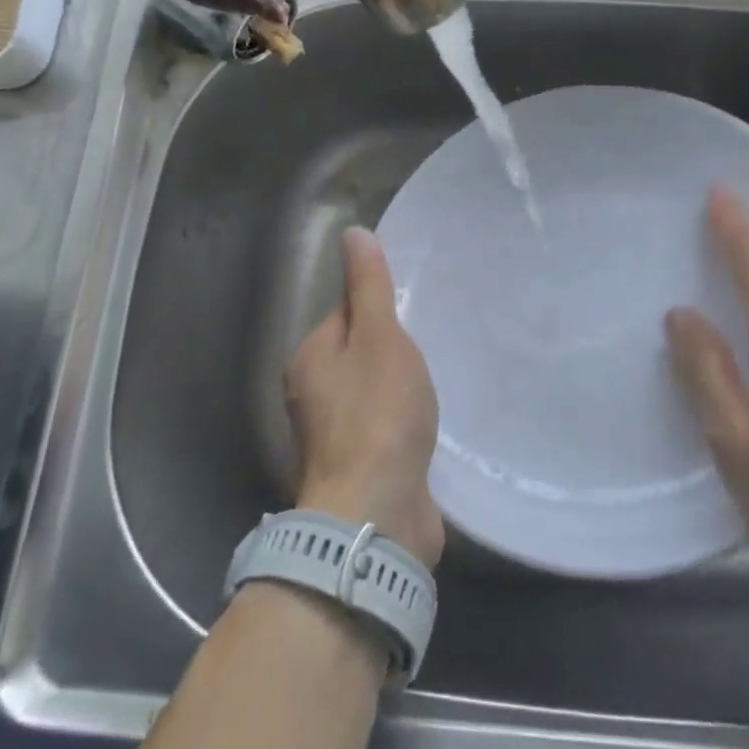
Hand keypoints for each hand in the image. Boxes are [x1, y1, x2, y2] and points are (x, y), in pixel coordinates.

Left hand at [286, 227, 443, 568]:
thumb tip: (352, 233)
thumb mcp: (380, 337)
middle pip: (359, 353)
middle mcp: (313, 394)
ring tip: (438, 378)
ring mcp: (335, 436)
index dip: (379, 306)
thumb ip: (369, 287)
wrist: (376, 515)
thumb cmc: (377, 414)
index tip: (414, 308)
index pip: (345, 312)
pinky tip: (431, 422)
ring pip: (373, 392)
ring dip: (401, 386)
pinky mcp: (360, 467)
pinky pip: (385, 428)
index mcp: (310, 358)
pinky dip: (405, 422)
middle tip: (434, 342)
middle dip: (393, 347)